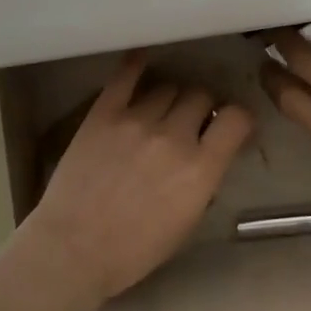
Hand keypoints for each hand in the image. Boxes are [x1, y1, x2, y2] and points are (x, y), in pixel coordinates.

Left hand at [20, 52, 253, 307]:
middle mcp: (173, 136)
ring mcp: (136, 120)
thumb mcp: (186, 224)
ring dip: (171, 97)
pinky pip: (126, 76)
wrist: (72, 250)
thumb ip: (204, 181)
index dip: (238, 118)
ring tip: (161, 109)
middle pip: (200, 95)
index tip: (231, 125)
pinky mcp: (103, 113)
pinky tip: (141, 60)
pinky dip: (136, 64)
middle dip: (201, 106)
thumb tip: (209, 154)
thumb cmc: (133, 251)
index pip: (236, 118)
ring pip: (167, 87)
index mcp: (200, 169)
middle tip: (190, 120)